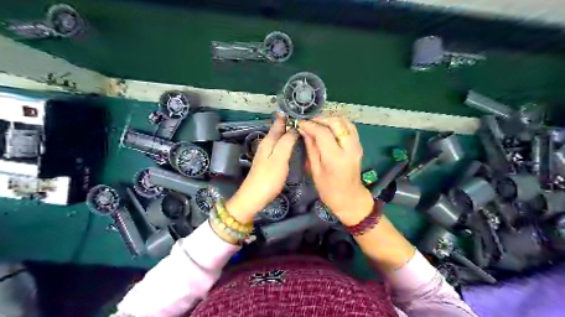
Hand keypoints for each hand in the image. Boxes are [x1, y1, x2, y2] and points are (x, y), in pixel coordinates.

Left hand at [226, 115, 297, 222]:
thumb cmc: (268, 178)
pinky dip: (286, 142)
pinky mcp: (269, 162)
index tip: (300, 110)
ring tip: (301, 129)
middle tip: (305, 119)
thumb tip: (294, 128)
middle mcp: (267, 144)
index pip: (279, 123)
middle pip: (278, 129)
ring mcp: (267, 153)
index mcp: (269, 141)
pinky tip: (292, 145)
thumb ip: (287, 142)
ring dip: (288, 132)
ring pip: (279, 138)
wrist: (254, 197)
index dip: (288, 116)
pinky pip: (279, 146)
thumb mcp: (279, 159)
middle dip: (289, 123)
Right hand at [297, 116, 373, 225]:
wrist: (350, 197)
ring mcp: (357, 145)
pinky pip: (349, 127)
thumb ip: (311, 148)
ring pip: (344, 121)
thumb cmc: (328, 189)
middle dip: (320, 119)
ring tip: (317, 123)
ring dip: (330, 119)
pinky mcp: (359, 145)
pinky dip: (338, 123)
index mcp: (336, 158)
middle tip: (308, 122)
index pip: (323, 133)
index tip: (299, 123)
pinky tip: (329, 127)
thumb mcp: (315, 170)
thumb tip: (303, 130)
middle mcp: (349, 148)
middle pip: (336, 122)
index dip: (310, 125)